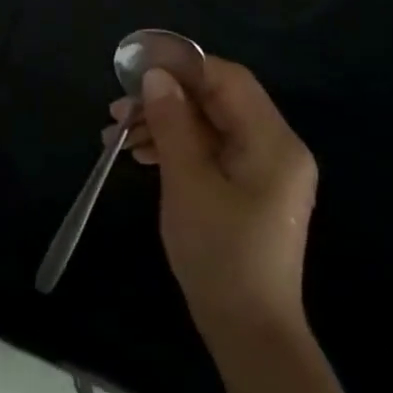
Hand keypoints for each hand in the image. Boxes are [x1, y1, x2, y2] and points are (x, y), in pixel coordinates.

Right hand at [106, 58, 316, 351]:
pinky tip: (141, 155)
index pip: (229, 79)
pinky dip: (175, 147)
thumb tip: (156, 77)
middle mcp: (275, 148)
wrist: (247, 327)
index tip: (135, 68)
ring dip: (164, 123)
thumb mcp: (187, 182)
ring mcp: (263, 170)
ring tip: (117, 135)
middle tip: (117, 109)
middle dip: (165, 99)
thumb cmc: (219, 252)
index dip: (182, 66)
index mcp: (273, 142)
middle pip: (217, 101)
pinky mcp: (248, 189)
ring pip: (209, 126)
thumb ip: (173, 124)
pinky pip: (210, 151)